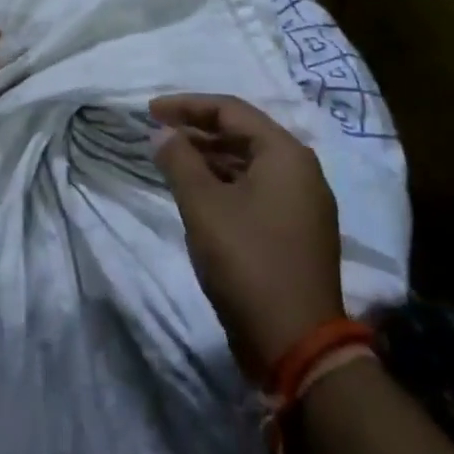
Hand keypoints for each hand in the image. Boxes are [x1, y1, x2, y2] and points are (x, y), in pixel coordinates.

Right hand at [150, 93, 347, 381]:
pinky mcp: (297, 232)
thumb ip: (179, 160)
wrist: (297, 347)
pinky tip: (197, 193)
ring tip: (171, 161)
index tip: (150, 112)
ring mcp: (303, 204)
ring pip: (249, 163)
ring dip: (209, 158)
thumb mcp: (203, 205)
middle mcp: (301, 171)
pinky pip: (256, 189)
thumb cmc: (247, 262)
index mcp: (285, 154)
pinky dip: (224, 183)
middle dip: (197, 130)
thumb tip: (162, 133)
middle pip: (243, 134)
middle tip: (158, 134)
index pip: (231, 111)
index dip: (186, 106)